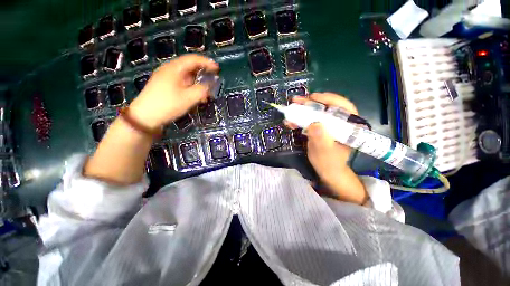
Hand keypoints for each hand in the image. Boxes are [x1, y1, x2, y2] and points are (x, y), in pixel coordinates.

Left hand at [129, 54, 218, 128]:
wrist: (145, 116)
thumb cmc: (168, 105)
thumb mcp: (189, 98)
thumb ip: (202, 89)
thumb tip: (211, 83)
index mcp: (174, 68)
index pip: (193, 59)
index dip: (207, 63)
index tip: (217, 69)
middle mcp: (169, 69)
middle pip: (189, 67)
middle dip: (203, 75)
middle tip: (212, 82)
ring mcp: (165, 77)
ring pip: (186, 76)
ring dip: (197, 84)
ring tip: (205, 95)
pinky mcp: (164, 85)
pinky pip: (181, 83)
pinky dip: (191, 88)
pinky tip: (195, 97)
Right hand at [287, 93, 367, 204]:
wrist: (326, 170)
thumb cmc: (329, 162)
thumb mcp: (325, 152)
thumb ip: (321, 139)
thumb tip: (314, 124)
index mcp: (349, 126)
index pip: (343, 106)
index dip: (328, 99)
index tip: (313, 97)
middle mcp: (340, 122)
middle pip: (327, 107)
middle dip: (310, 103)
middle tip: (296, 101)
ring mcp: (329, 125)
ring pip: (317, 112)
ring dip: (302, 111)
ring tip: (290, 110)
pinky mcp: (320, 128)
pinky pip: (310, 120)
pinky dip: (300, 120)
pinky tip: (291, 122)